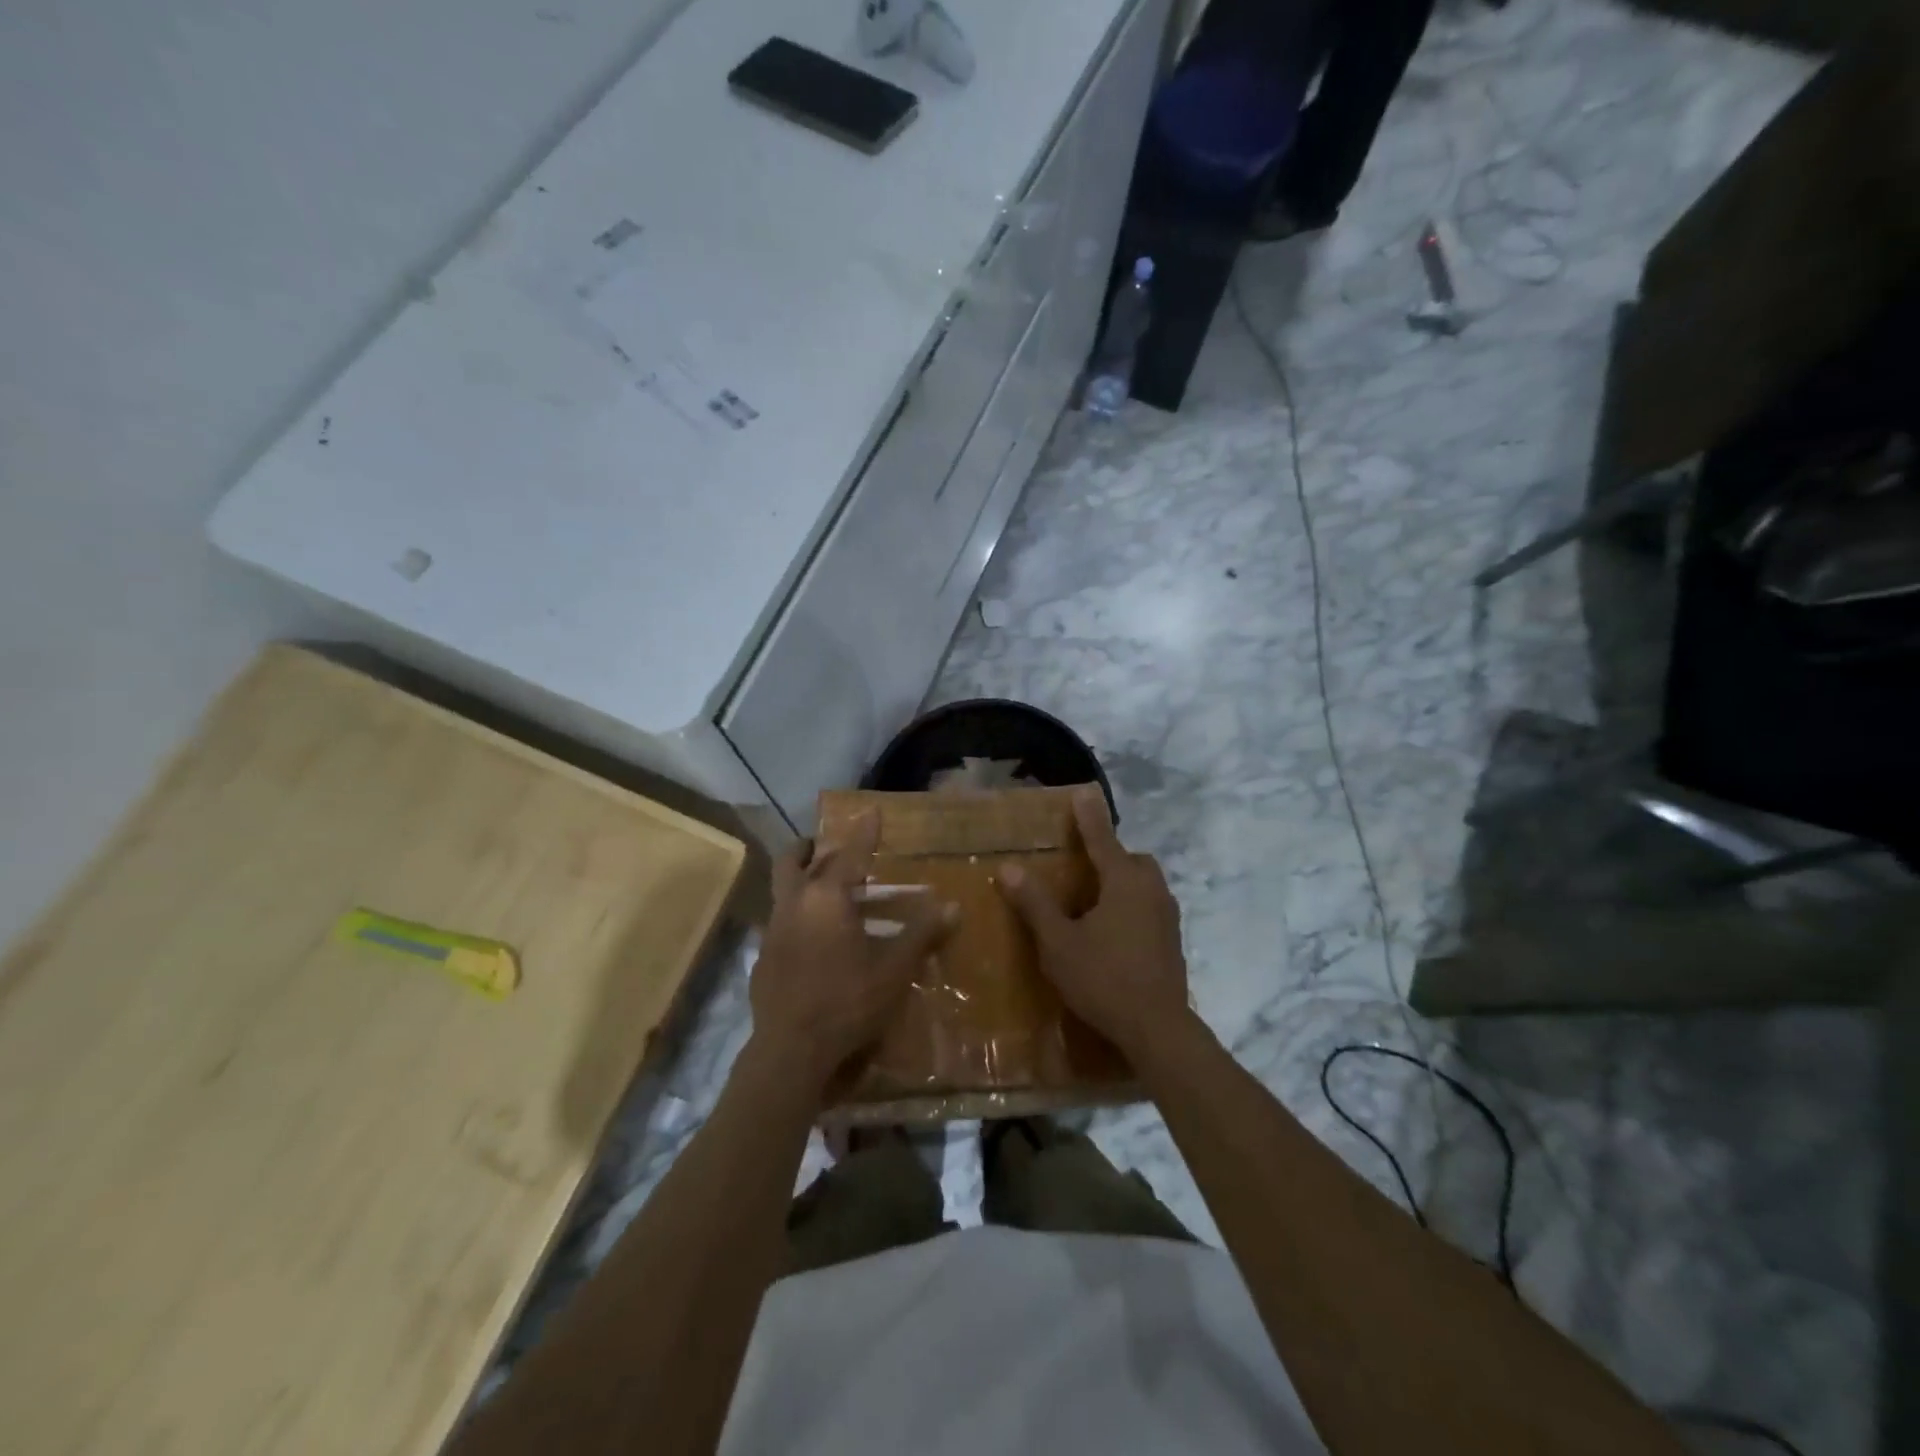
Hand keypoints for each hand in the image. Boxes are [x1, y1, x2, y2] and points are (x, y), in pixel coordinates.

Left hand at [750, 814, 956, 1094]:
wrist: (791, 1052)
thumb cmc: (848, 1002)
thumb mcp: (894, 969)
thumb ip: (922, 934)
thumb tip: (953, 906)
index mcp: (826, 898)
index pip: (849, 853)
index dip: (864, 831)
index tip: (872, 811)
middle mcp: (794, 904)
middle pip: (794, 860)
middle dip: (813, 847)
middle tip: (831, 846)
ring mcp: (773, 930)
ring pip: (783, 888)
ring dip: (801, 878)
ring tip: (825, 887)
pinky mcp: (763, 958)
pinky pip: (780, 921)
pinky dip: (797, 914)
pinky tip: (814, 937)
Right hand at [997, 788, 1190, 1062]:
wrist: (1157, 1028)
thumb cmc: (1103, 979)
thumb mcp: (1059, 943)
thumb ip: (1035, 904)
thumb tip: (1009, 868)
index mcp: (1124, 883)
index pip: (1102, 838)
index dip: (1089, 816)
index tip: (1083, 792)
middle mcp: (1151, 891)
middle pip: (1132, 860)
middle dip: (1111, 855)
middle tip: (1084, 867)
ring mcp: (1167, 916)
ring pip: (1145, 883)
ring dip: (1123, 881)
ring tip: (1095, 900)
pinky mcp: (1173, 940)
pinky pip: (1151, 906)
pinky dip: (1132, 905)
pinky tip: (1113, 931)